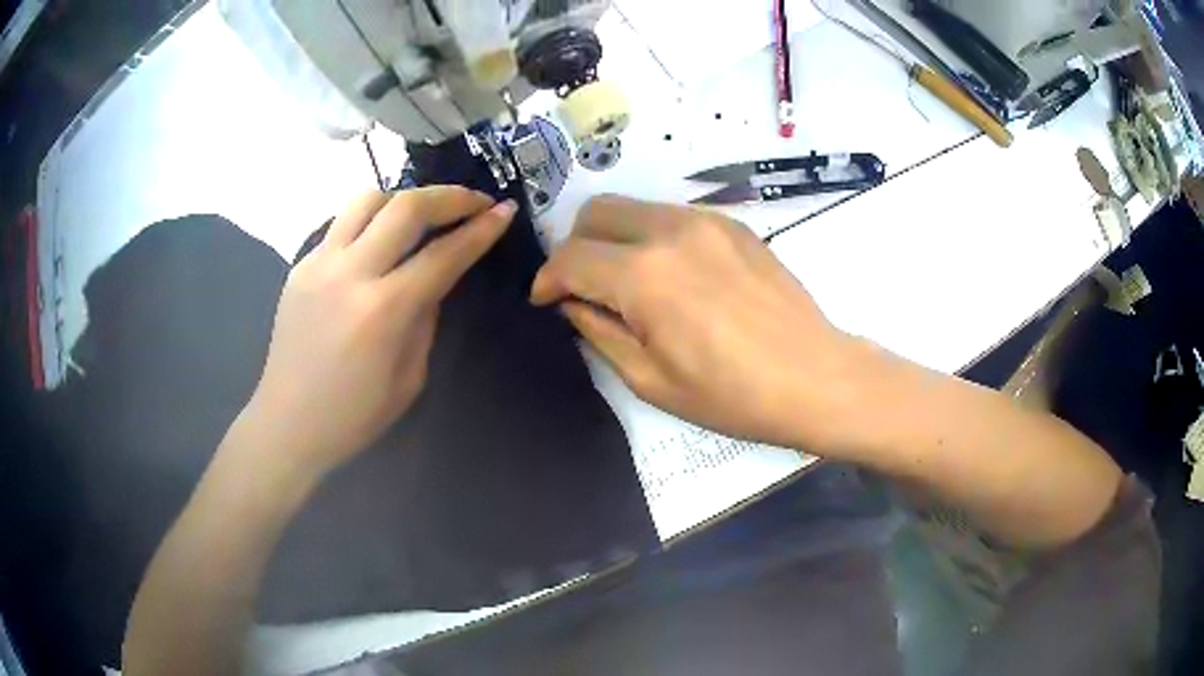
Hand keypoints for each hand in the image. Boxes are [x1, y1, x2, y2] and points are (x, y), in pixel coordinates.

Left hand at [243, 187, 515, 480]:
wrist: (288, 422)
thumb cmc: (355, 415)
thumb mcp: (410, 377)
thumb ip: (425, 318)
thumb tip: (434, 278)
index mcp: (384, 310)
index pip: (443, 254)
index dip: (481, 229)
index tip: (504, 211)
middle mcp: (350, 273)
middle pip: (406, 207)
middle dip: (449, 196)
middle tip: (475, 200)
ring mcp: (319, 263)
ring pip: (368, 199)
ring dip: (404, 198)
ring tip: (423, 214)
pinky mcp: (300, 264)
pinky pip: (342, 223)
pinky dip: (371, 219)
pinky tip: (380, 240)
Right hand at [531, 195, 865, 450]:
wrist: (814, 377)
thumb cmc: (732, 395)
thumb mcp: (650, 379)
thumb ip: (599, 332)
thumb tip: (571, 304)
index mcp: (644, 276)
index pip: (571, 258)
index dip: (547, 279)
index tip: (545, 301)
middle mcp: (670, 231)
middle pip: (595, 212)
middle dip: (575, 247)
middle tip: (582, 286)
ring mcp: (706, 220)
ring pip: (633, 206)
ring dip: (613, 237)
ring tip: (627, 281)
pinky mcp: (732, 223)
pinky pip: (671, 215)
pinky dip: (652, 236)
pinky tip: (672, 275)